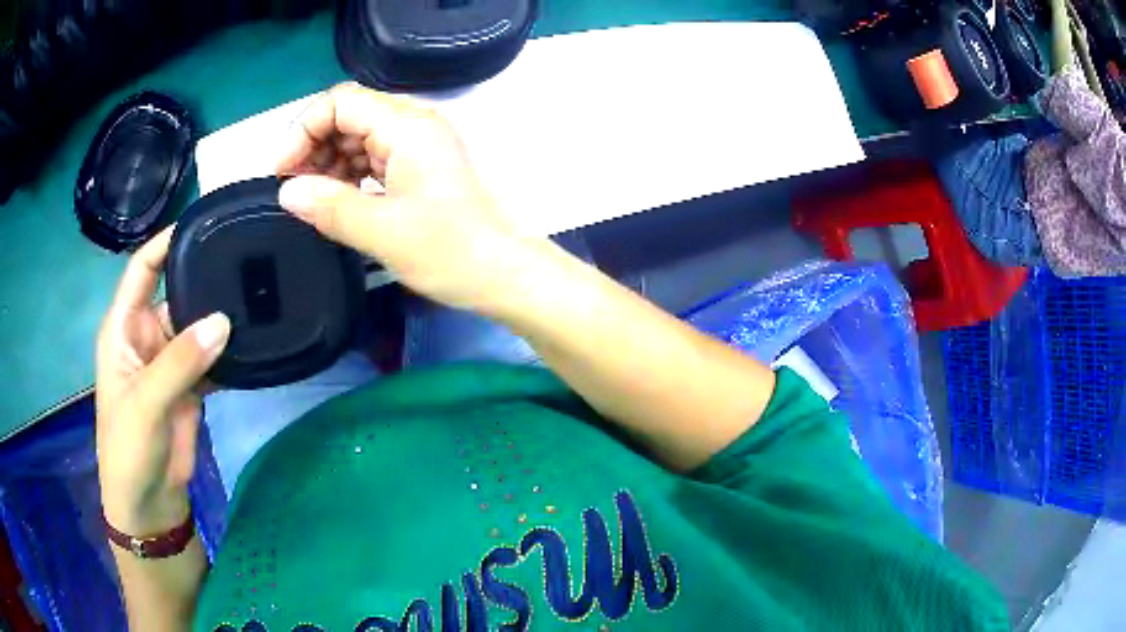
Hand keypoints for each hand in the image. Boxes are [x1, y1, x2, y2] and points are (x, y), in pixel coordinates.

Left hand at [96, 228, 230, 535]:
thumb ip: (180, 362)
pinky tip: (254, 341)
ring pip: (197, 326)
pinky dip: (229, 352)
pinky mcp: (190, 387)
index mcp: (123, 328)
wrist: (148, 505)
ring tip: (258, 296)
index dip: (165, 243)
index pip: (141, 269)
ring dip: (220, 319)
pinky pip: (211, 358)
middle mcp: (146, 336)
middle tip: (246, 260)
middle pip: (175, 293)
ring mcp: (170, 363)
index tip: (202, 222)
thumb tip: (224, 321)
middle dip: (203, 279)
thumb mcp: (145, 403)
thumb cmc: (128, 449)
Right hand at [276, 82, 530, 312]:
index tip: (282, 171)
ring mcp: (419, 146)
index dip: (303, 130)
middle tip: (293, 189)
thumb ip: (329, 207)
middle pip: (348, 116)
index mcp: (407, 126)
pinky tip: (337, 201)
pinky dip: (349, 175)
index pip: (340, 102)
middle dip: (313, 146)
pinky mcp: (421, 168)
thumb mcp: (381, 231)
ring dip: (329, 162)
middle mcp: (414, 125)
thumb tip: (287, 192)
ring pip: (359, 137)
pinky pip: (374, 158)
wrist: (504, 273)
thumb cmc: (449, 250)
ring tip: (311, 199)